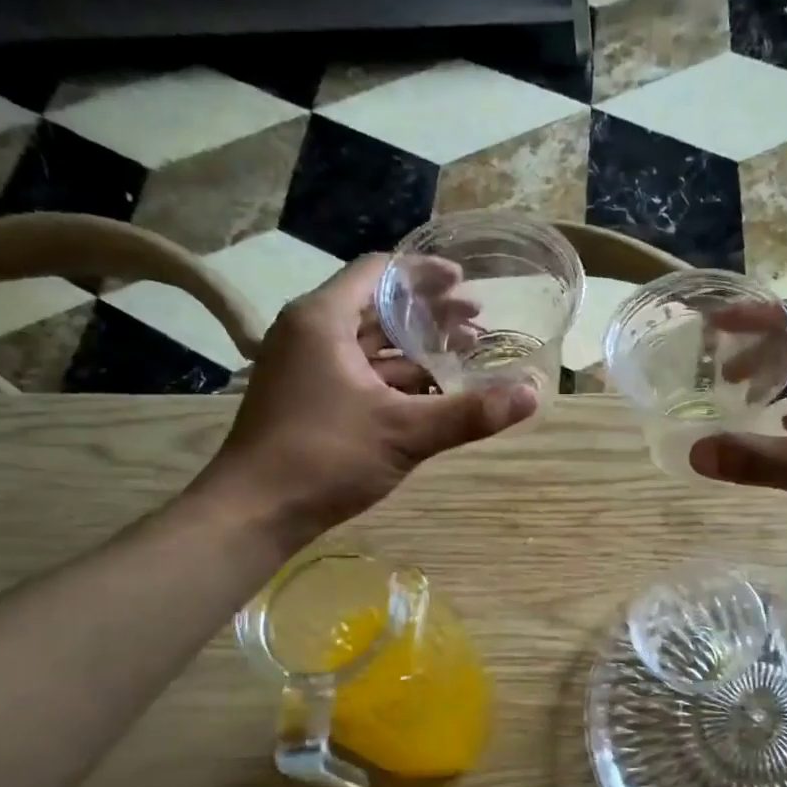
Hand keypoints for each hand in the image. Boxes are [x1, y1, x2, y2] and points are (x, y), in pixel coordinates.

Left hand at [193, 255, 536, 540]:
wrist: (253, 513)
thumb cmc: (324, 458)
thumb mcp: (405, 432)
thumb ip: (470, 413)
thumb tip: (533, 394)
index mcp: (323, 320)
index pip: (379, 273)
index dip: (425, 274)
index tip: (466, 283)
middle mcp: (310, 334)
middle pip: (378, 308)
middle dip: (429, 314)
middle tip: (477, 322)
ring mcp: (306, 369)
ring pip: (370, 345)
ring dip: (416, 349)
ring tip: (465, 355)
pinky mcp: (309, 400)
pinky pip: (361, 374)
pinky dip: (397, 377)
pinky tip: (432, 392)